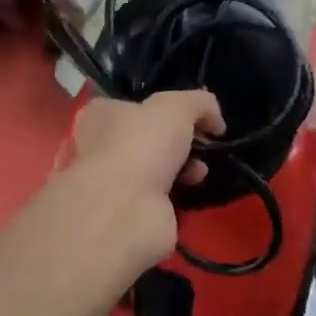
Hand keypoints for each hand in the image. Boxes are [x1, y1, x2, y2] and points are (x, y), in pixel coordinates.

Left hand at [52, 90, 224, 275]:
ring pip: (155, 167)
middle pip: (148, 137)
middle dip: (179, 140)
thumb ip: (198, 103)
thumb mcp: (177, 107)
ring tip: (200, 171)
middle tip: (200, 144)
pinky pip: (160, 196)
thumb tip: (214, 120)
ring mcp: (114, 181)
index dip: (164, 108)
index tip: (192, 117)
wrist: (127, 208)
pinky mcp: (129, 211)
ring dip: (182, 166)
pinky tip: (193, 190)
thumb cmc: (143, 144)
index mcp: (102, 114)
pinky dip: (179, 193)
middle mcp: (101, 146)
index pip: (134, 105)